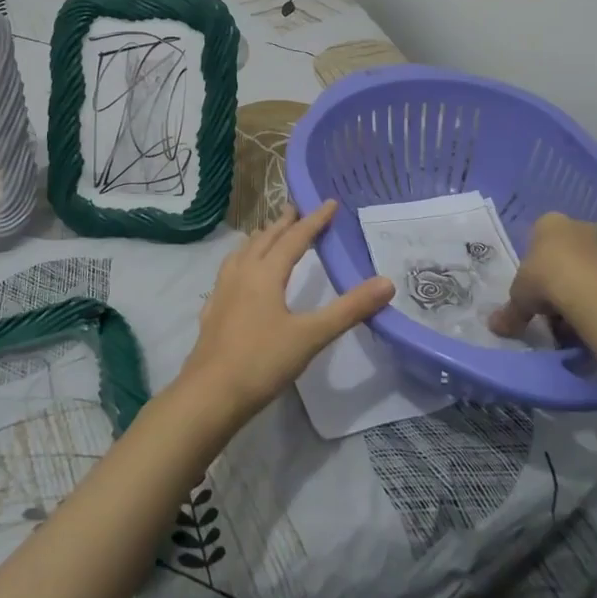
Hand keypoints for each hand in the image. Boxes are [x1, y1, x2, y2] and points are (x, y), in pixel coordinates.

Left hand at [175, 201, 395, 426]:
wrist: (209, 395)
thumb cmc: (262, 361)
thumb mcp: (312, 336)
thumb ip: (349, 309)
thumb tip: (387, 283)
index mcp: (266, 273)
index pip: (295, 238)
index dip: (315, 220)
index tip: (330, 202)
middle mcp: (242, 274)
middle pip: (265, 240)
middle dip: (283, 224)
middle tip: (296, 210)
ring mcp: (223, 292)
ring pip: (242, 253)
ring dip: (259, 240)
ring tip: (267, 235)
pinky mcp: (213, 312)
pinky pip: (228, 273)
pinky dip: (240, 263)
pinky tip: (238, 277)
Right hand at [490, 212, 596, 339]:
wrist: (592, 292)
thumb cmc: (545, 278)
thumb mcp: (518, 296)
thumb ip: (510, 312)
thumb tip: (494, 327)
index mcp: (549, 224)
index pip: (538, 237)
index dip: (534, 263)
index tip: (532, 286)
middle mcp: (577, 228)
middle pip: (564, 252)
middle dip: (558, 275)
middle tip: (548, 302)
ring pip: (584, 269)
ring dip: (576, 290)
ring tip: (566, 320)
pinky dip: (594, 301)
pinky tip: (585, 322)